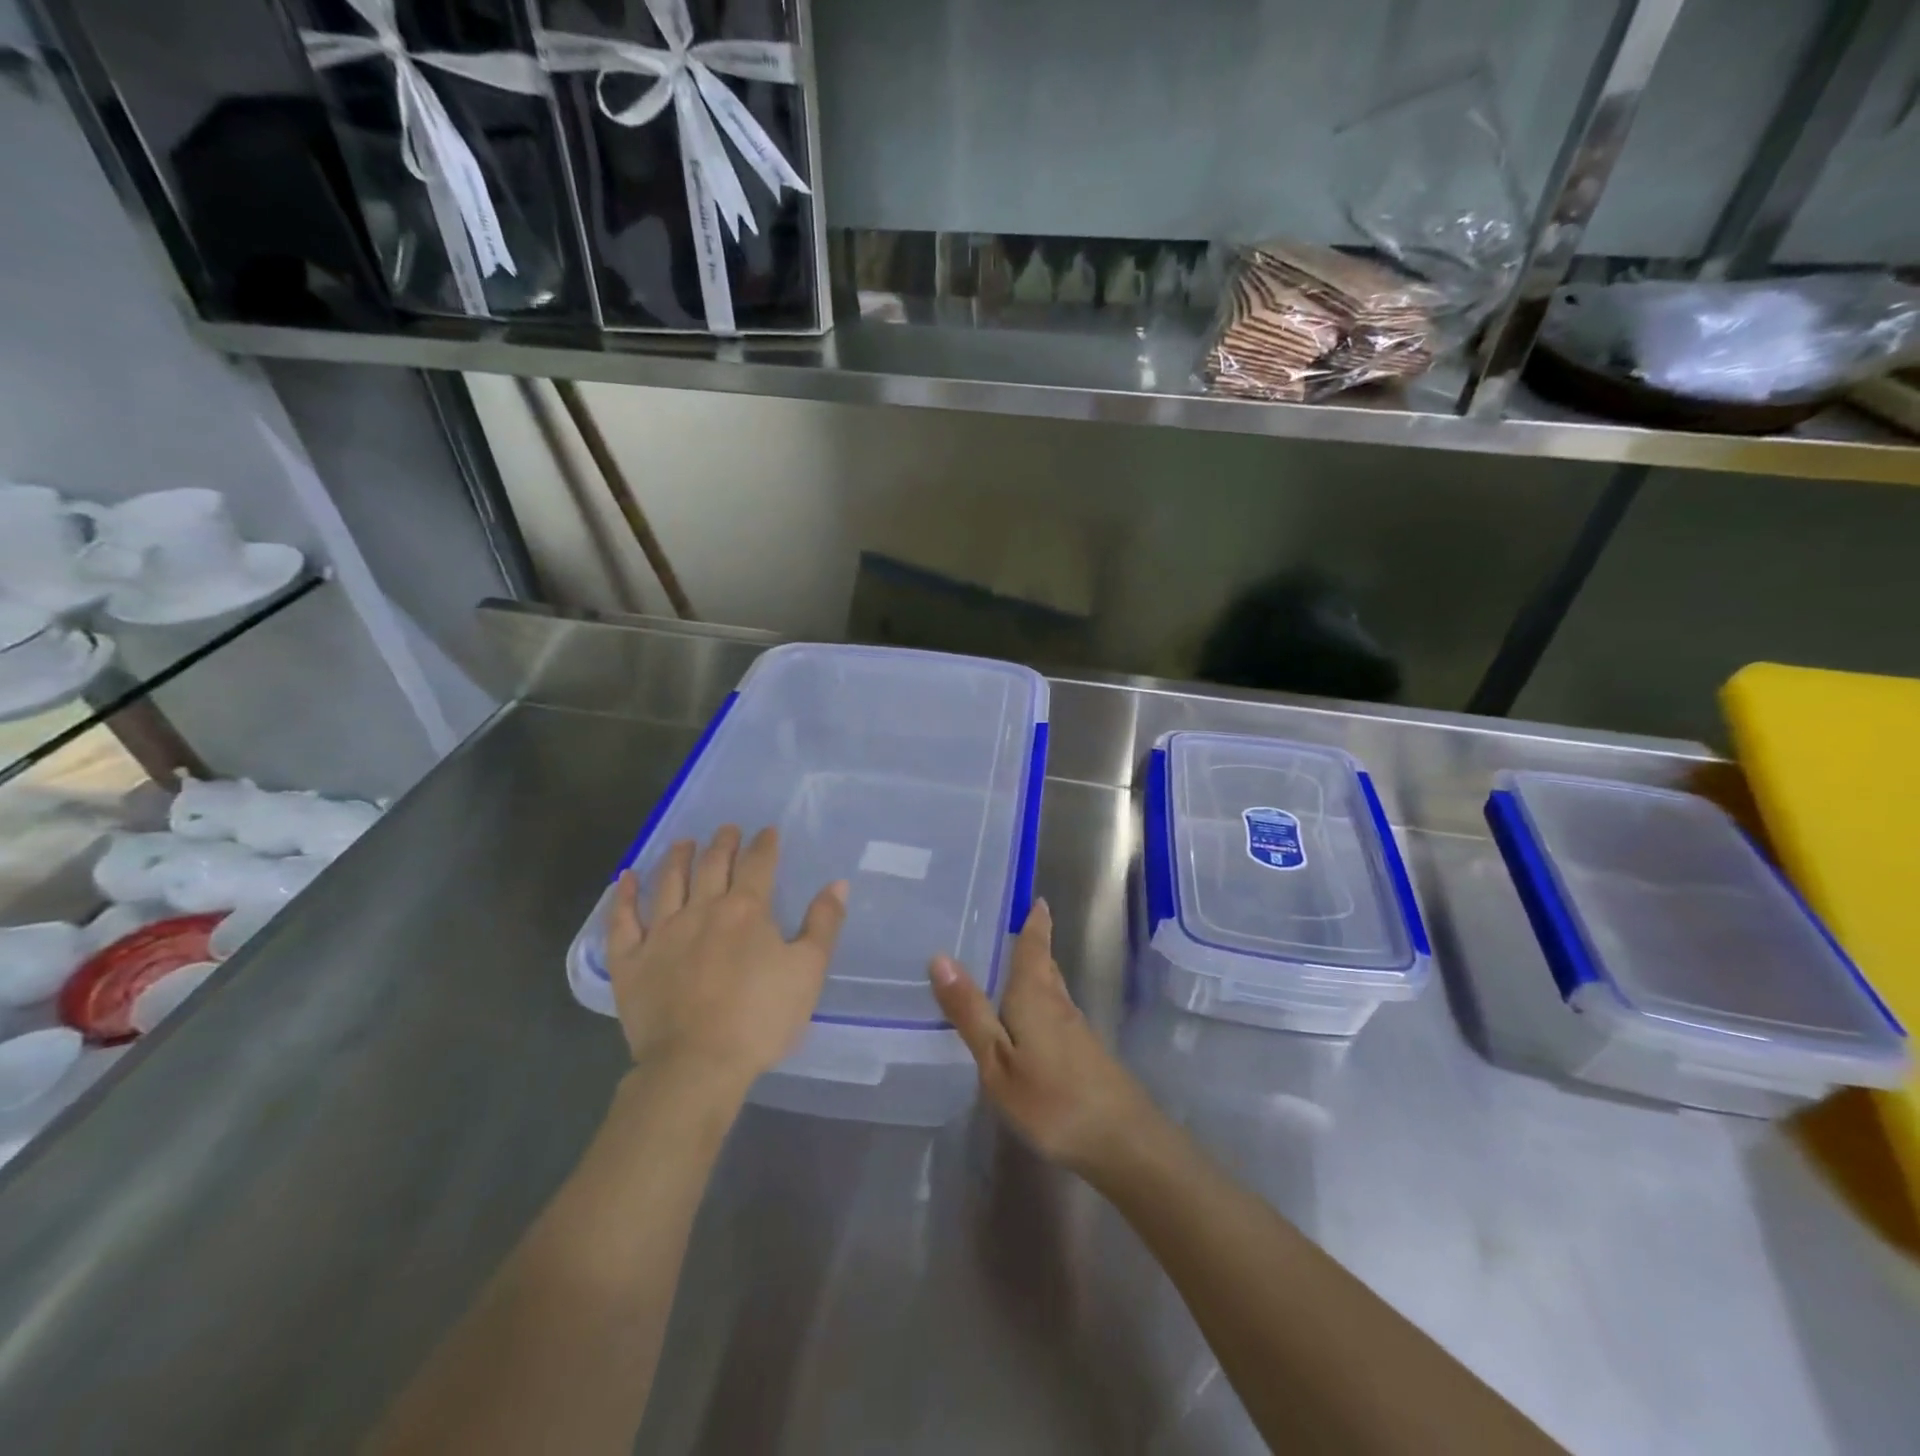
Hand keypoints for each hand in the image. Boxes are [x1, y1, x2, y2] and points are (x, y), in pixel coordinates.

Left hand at [604, 826, 848, 1094]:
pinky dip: (624, 896)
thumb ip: (824, 924)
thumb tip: (837, 883)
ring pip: (668, 882)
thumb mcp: (808, 971)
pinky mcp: (630, 960)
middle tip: (728, 829)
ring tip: (684, 843)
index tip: (767, 831)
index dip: (764, 844)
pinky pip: (622, 920)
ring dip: (677, 858)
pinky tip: (627, 878)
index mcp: (746, 910)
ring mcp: (661, 933)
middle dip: (723, 843)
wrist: (696, 1065)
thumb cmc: (760, 1018)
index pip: (758, 864)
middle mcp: (702, 910)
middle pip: (712, 865)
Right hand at [928, 899, 1157, 1174]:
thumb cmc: (1052, 1100)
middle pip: (1045, 963)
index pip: (1034, 946)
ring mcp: (1076, 1029)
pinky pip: (1055, 1011)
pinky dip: (1039, 999)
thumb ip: (971, 1012)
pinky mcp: (1084, 1053)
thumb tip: (941, 957)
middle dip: (1032, 943)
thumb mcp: (997, 1061)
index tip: (1035, 897)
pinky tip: (1028, 1017)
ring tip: (1010, 965)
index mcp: (1035, 995)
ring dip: (1036, 970)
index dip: (1035, 921)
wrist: (1124, 1142)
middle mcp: (1058, 1002)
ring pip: (1052, 987)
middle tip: (1011, 925)